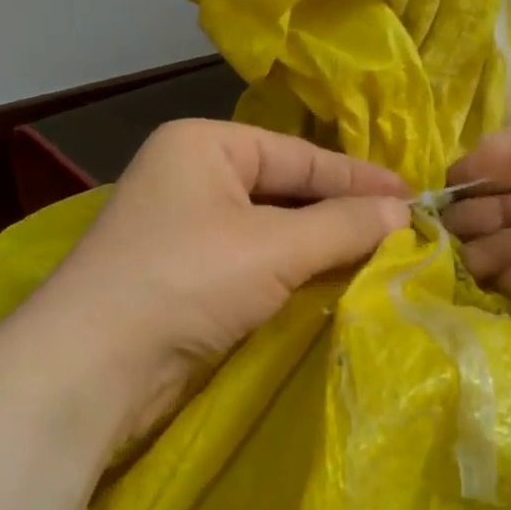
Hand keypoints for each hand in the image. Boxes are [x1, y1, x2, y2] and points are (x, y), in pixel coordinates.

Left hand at [26, 119, 411, 441]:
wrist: (96, 364)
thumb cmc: (187, 279)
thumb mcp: (275, 247)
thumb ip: (343, 226)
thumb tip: (404, 213)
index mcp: (204, 145)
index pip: (299, 155)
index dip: (359, 178)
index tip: (414, 197)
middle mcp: (191, 179)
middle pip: (285, 191)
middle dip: (341, 213)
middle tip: (404, 230)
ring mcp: (185, 232)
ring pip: (271, 232)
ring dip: (320, 247)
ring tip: (381, 257)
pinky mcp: (185, 280)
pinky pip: (253, 266)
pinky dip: (292, 275)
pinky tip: (331, 284)